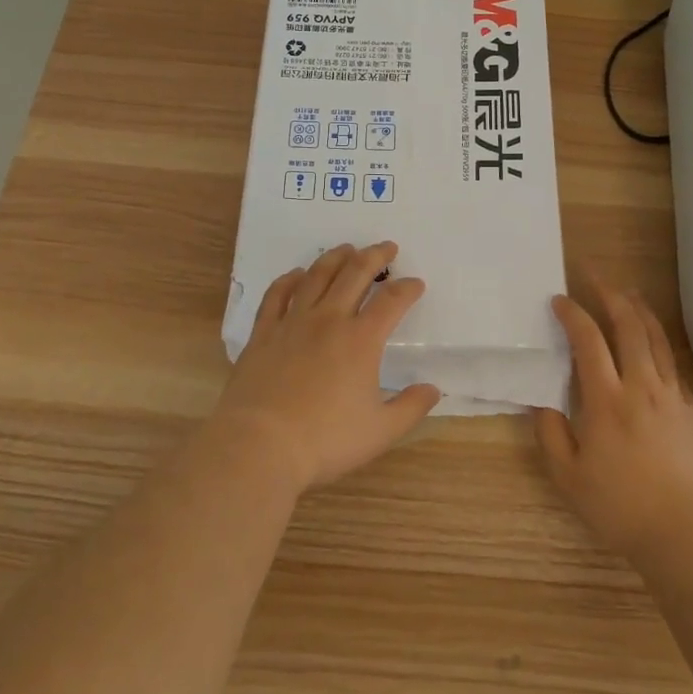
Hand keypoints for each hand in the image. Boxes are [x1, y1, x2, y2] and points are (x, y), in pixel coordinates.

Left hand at [212, 242, 439, 492]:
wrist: (260, 445)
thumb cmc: (325, 440)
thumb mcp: (381, 431)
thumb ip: (411, 407)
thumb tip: (432, 389)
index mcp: (361, 340)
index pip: (392, 301)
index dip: (408, 288)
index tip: (416, 284)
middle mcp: (329, 320)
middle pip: (355, 274)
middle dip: (375, 256)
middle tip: (387, 247)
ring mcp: (293, 323)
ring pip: (317, 276)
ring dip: (336, 257)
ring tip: (347, 248)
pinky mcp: (264, 333)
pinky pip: (277, 295)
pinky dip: (290, 279)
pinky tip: (297, 274)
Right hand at [534, 287, 692, 560]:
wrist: (687, 534)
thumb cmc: (620, 507)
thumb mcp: (568, 477)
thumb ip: (551, 434)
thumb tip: (544, 403)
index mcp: (606, 400)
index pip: (588, 340)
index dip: (573, 314)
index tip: (559, 299)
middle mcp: (641, 387)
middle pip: (628, 326)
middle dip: (610, 294)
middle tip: (595, 277)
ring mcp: (672, 396)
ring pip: (656, 339)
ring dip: (639, 310)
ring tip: (628, 293)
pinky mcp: (692, 411)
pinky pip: (673, 365)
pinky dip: (659, 343)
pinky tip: (653, 344)